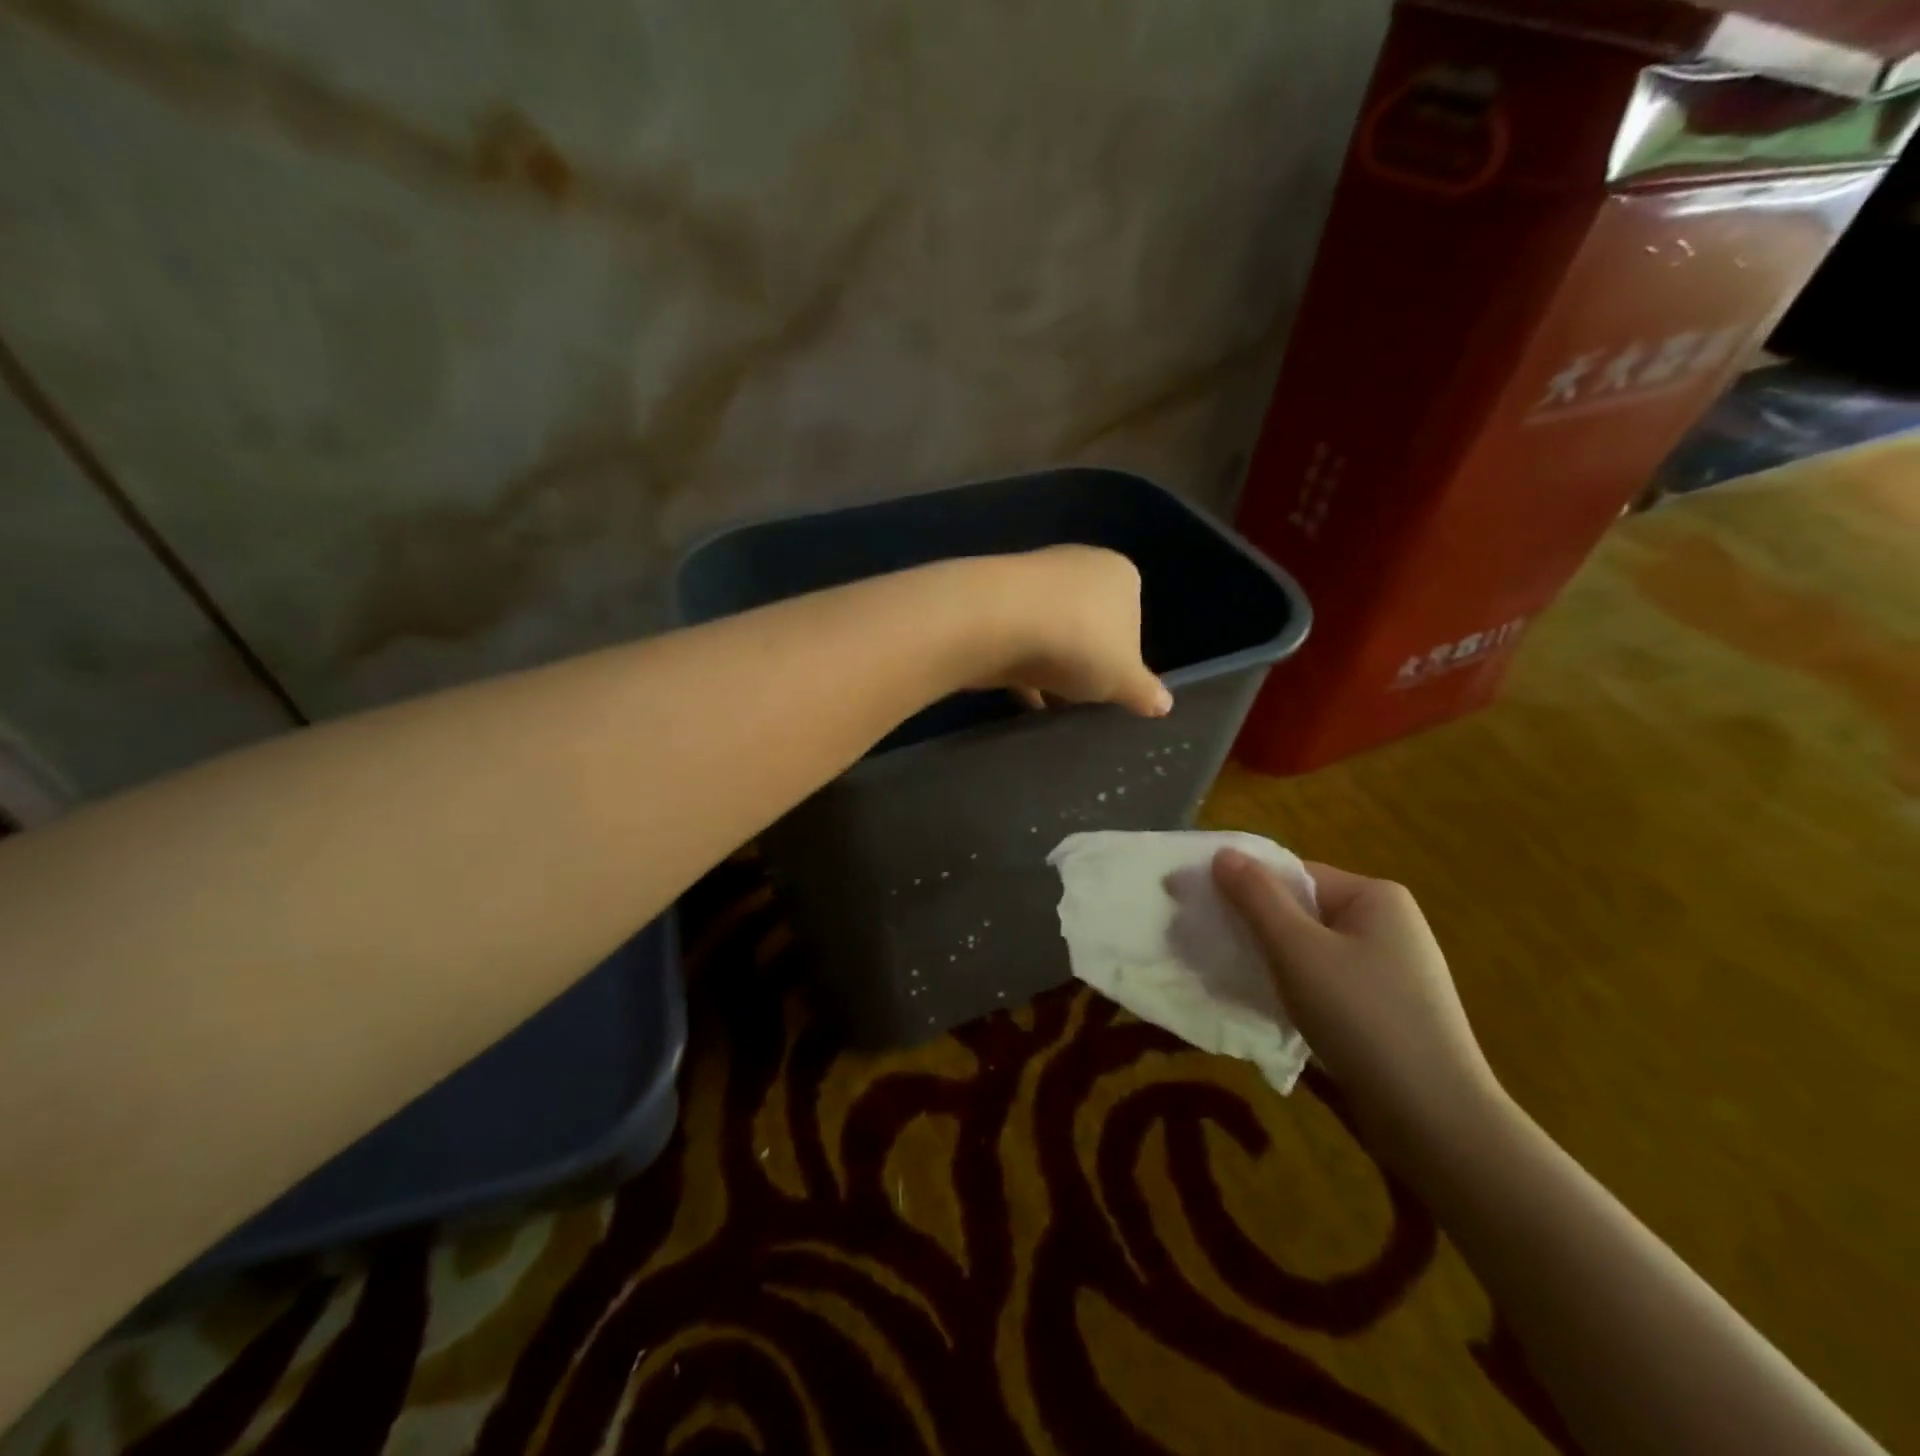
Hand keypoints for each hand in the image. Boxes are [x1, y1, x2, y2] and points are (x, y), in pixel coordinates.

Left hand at [974, 547, 1171, 717]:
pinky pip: (1017, 638)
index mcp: (1120, 574)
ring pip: (1051, 632)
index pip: (1132, 617)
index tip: (1110, 686)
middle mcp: (1079, 565)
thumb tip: (1165, 705)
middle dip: (1084, 662)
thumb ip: (1145, 692)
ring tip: (1047, 704)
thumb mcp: (1123, 678)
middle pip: (1089, 624)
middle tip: (1078, 697)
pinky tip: (1019, 696)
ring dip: (1050, 667)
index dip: (1123, 657)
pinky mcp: (995, 598)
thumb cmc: (1078, 644)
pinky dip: (1020, 665)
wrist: (995, 621)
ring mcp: (1033, 579)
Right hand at [1211, 851, 1506, 1166]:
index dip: (1242, 886)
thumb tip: (1223, 853)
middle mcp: (1388, 923)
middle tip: (1207, 946)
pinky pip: (1326, 981)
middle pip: (1301, 911)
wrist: (1435, 1119)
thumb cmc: (1362, 1017)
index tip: (1197, 907)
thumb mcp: (1297, 950)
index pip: (1293, 875)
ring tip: (1231, 979)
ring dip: (1270, 961)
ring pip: (1310, 950)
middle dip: (1253, 927)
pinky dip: (1294, 988)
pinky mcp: (1386, 1008)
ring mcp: (1391, 968)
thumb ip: (1256, 897)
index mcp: (1374, 896)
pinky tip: (1270, 1008)